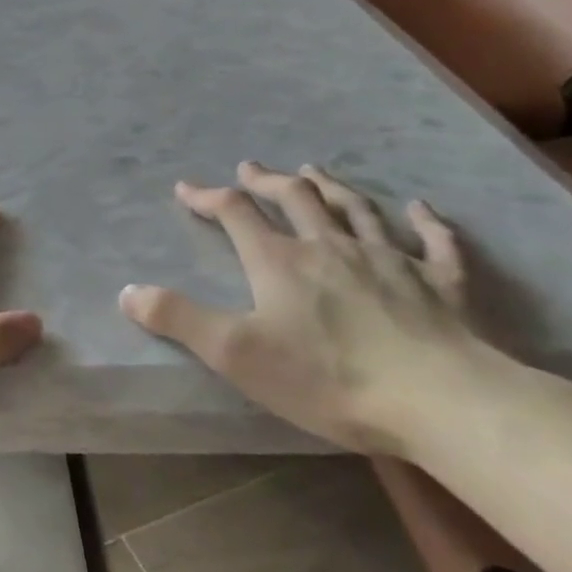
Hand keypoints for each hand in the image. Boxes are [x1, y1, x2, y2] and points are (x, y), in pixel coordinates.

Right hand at [120, 161, 495, 453]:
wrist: (443, 403)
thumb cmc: (328, 377)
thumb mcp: (234, 353)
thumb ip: (177, 318)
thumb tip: (127, 292)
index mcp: (280, 261)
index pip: (236, 213)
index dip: (207, 196)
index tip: (186, 188)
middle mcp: (331, 247)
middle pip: (296, 198)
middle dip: (268, 181)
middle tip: (251, 169)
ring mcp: (392, 261)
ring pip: (356, 209)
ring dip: (331, 186)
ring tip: (314, 170)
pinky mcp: (443, 286)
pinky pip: (436, 243)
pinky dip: (426, 221)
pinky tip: (420, 208)